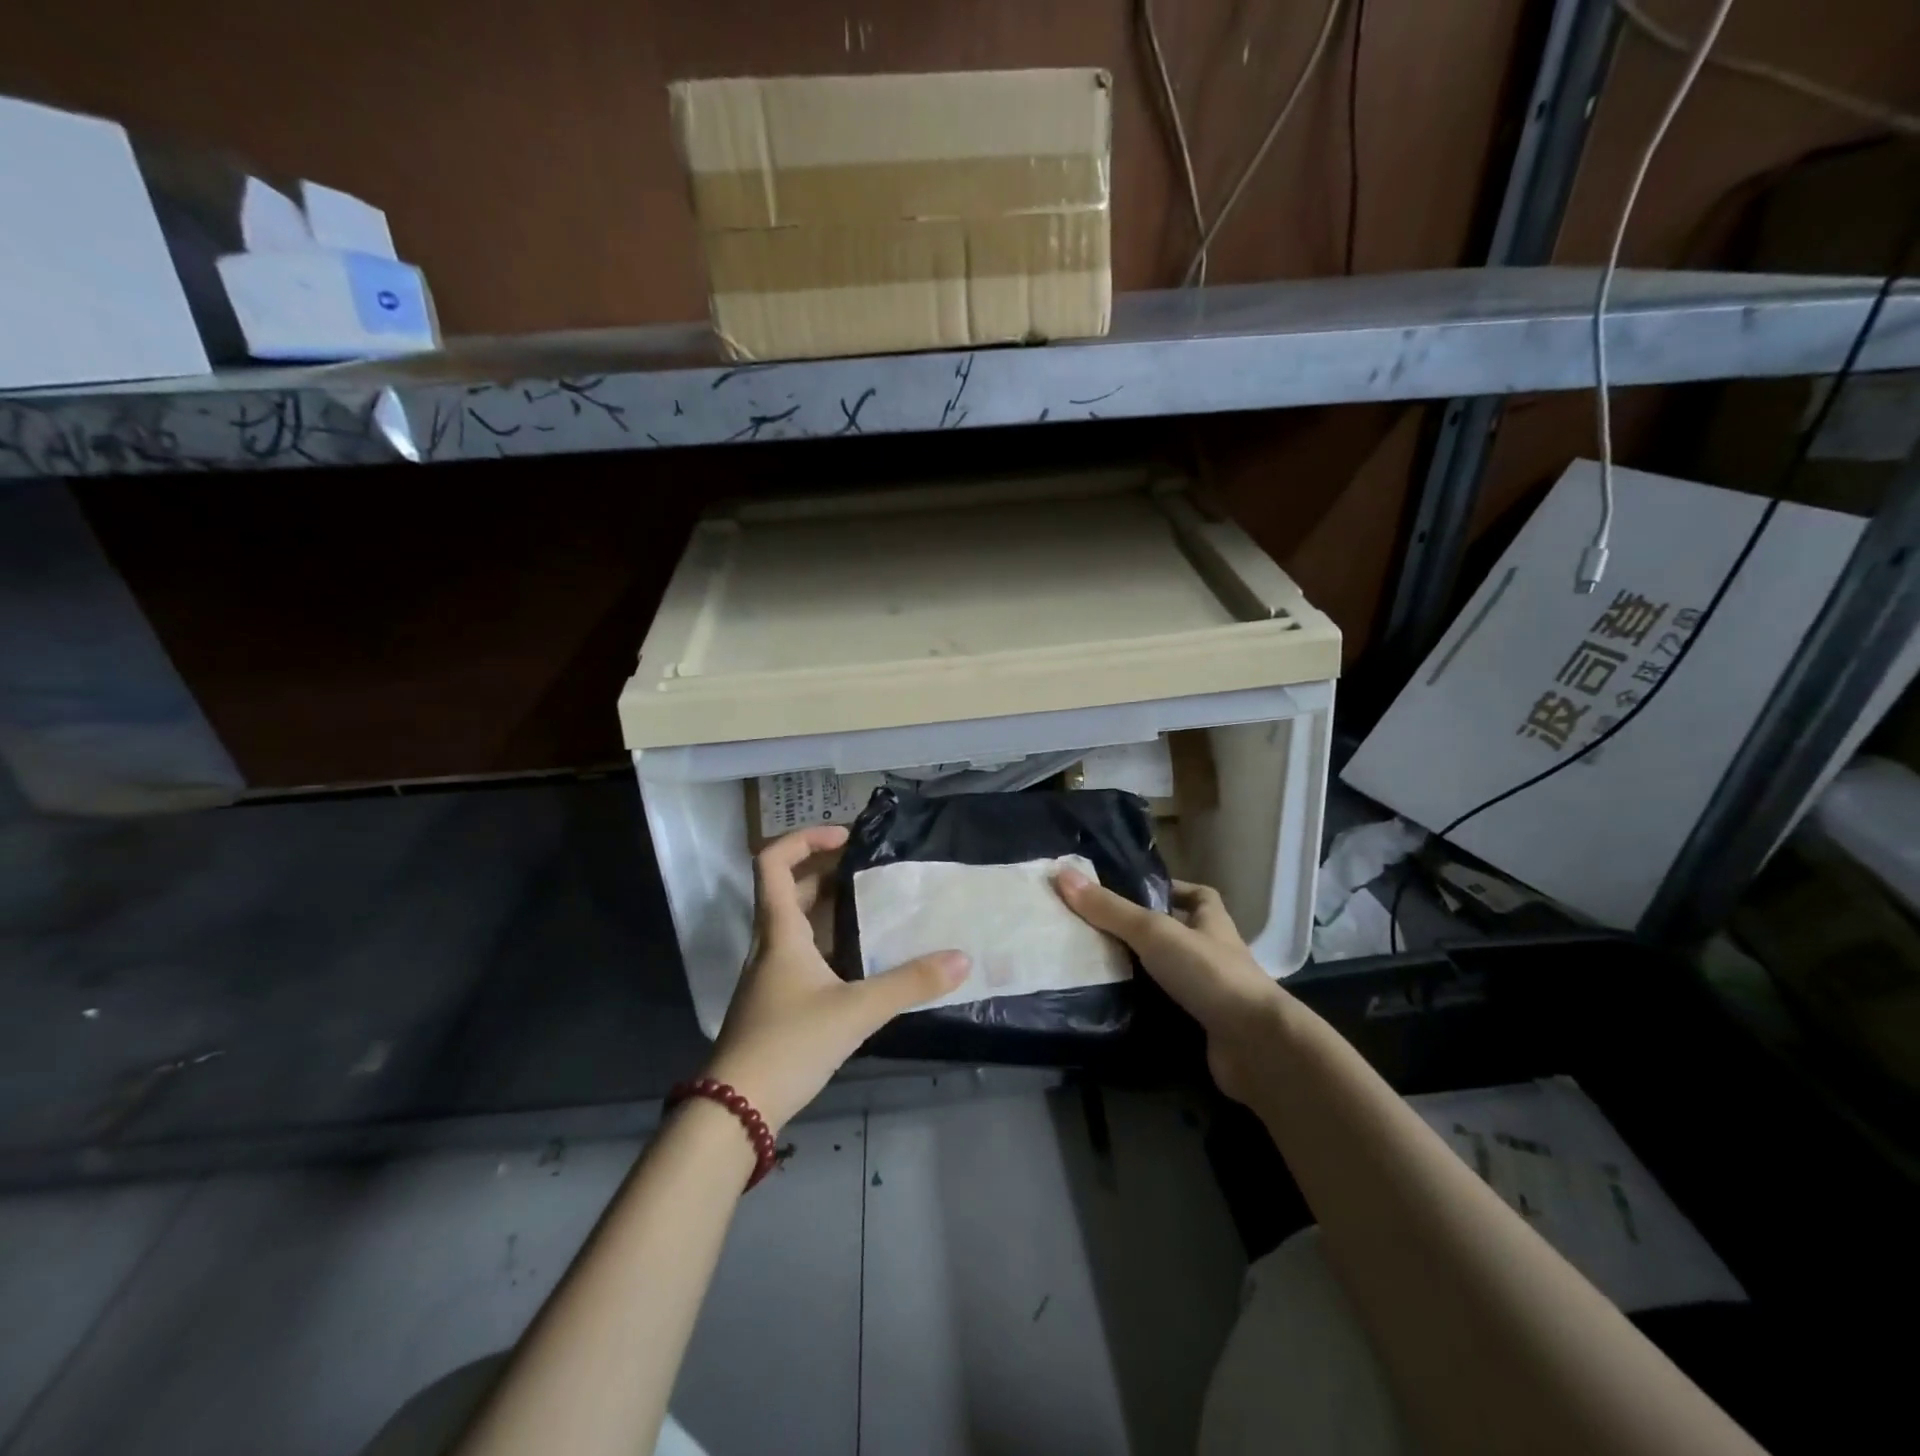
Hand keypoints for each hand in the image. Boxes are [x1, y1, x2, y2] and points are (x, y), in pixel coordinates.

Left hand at [704, 826, 968, 1133]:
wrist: (735, 1110)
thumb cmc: (789, 1044)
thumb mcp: (856, 1011)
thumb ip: (909, 984)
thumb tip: (961, 958)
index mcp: (779, 932)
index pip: (773, 862)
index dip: (804, 839)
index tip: (845, 837)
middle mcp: (769, 944)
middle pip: (788, 889)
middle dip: (824, 870)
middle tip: (868, 868)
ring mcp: (769, 975)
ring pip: (794, 923)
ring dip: (827, 906)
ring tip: (872, 905)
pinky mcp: (775, 1001)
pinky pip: (800, 952)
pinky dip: (827, 941)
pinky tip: (858, 958)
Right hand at [1054, 869, 1285, 1104]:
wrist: (1255, 1046)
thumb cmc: (1209, 974)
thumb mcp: (1154, 932)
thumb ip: (1110, 909)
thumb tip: (1062, 874)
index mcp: (1211, 922)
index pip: (1196, 895)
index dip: (1170, 890)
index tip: (1133, 892)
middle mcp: (1214, 953)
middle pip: (1177, 935)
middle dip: (1143, 934)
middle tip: (1096, 931)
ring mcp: (1212, 994)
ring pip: (1170, 975)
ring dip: (1141, 973)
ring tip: (1095, 967)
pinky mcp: (1204, 1028)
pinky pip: (1168, 1011)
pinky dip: (1145, 1010)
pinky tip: (1115, 1008)